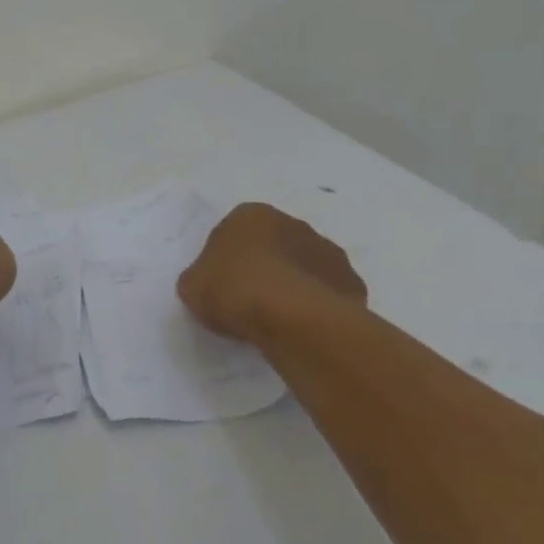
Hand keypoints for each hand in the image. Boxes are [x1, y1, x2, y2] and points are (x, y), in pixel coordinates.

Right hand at [178, 203, 366, 341]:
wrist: (292, 318)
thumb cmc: (234, 291)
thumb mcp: (192, 286)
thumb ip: (200, 278)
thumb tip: (209, 283)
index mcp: (251, 215)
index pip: (234, 232)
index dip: (227, 260)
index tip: (222, 286)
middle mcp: (292, 223)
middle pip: (274, 245)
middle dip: (265, 267)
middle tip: (250, 302)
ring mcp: (327, 250)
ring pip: (304, 266)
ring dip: (294, 284)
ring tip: (279, 320)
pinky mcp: (350, 281)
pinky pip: (327, 292)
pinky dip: (318, 305)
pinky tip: (305, 328)